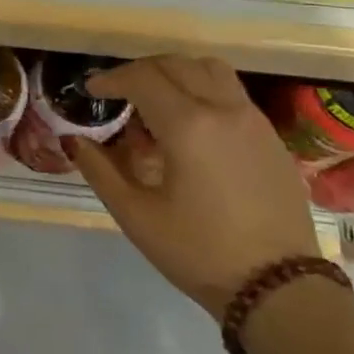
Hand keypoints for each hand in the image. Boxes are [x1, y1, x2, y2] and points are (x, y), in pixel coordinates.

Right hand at [67, 57, 318, 318]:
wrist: (279, 288)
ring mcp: (252, 118)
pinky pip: (231, 91)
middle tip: (119, 92)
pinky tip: (192, 123)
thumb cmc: (199, 252)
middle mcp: (222, 108)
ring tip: (157, 98)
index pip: (142, 78)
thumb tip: (74, 140)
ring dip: (176, 71)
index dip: (111, 78)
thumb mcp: (137, 216)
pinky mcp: (270, 135)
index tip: (92, 91)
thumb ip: (100, 170)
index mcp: (188, 125)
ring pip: (209, 68)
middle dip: (140, 71)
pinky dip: (203, 88)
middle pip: (175, 64)